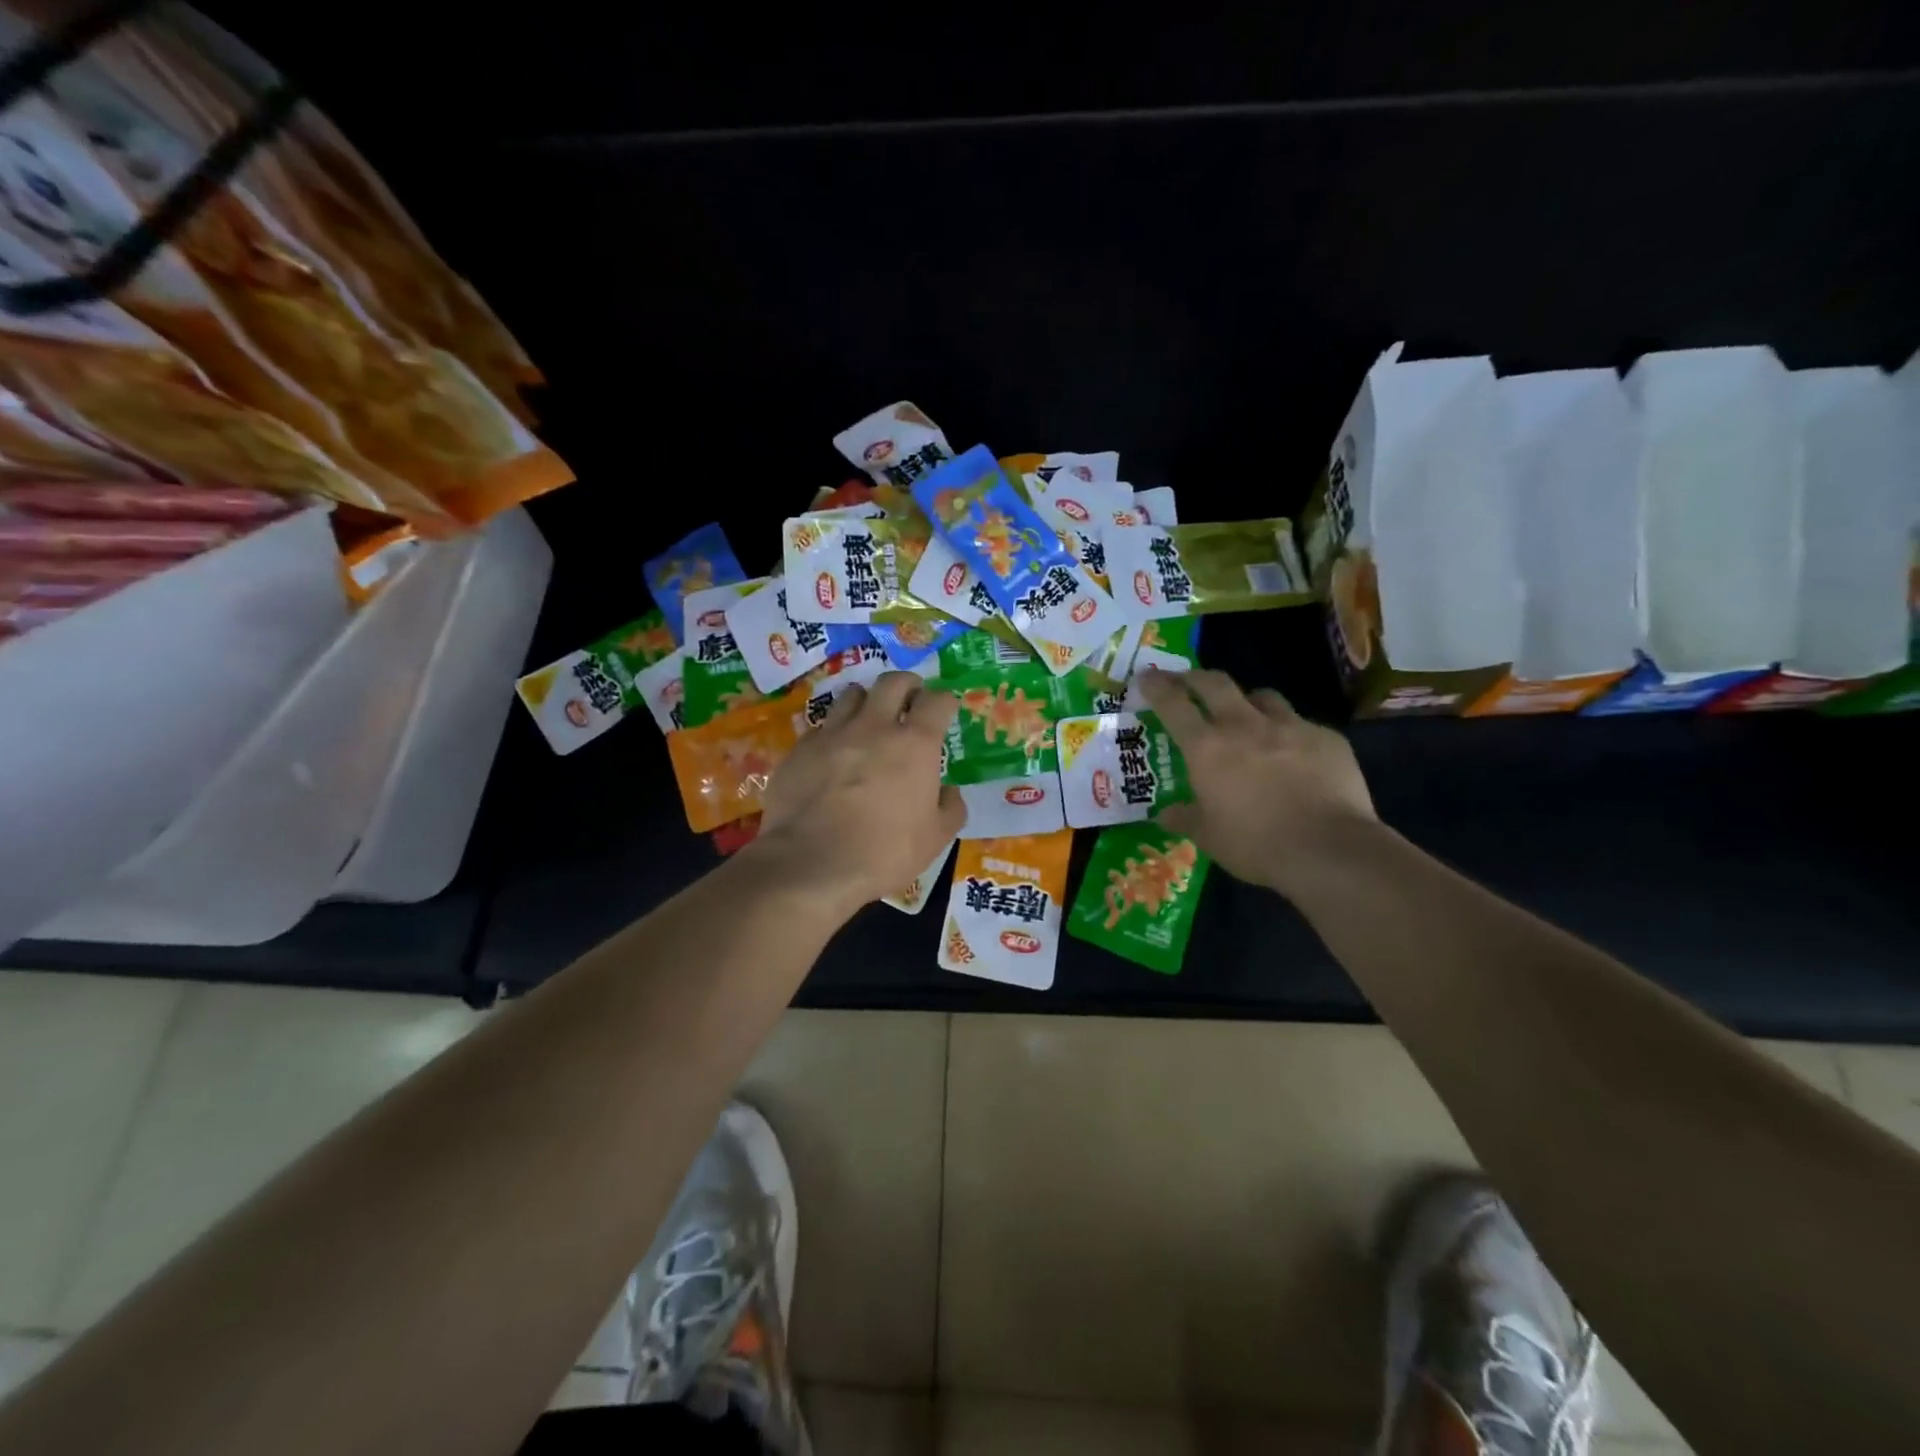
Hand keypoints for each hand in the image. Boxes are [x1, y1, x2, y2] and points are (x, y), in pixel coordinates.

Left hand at [752, 672, 965, 914]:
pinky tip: (832, 754)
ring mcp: (833, 734)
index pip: (937, 701)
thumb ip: (950, 809)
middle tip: (910, 701)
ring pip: (852, 695)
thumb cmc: (884, 853)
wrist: (811, 863)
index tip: (944, 712)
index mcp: (915, 744)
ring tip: (868, 721)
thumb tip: (950, 792)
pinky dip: (832, 733)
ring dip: (866, 702)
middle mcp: (874, 727)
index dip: (944, 702)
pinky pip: (820, 727)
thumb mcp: (935, 839)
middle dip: (907, 686)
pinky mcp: (799, 749)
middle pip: (893, 682)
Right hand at [1136, 668, 1375, 896]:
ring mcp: (1290, 727)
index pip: (1173, 703)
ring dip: (1247, 700)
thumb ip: (1185, 818)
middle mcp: (1244, 725)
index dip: (1157, 686)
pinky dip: (1289, 732)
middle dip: (1196, 677)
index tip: (1147, 677)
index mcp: (1207, 747)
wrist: (1329, 849)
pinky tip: (1294, 754)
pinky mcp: (1326, 738)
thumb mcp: (1209, 837)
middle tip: (1187, 681)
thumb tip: (1164, 814)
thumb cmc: (1255, 844)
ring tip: (1245, 713)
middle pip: (1215, 683)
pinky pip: (1301, 724)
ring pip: (1262, 696)